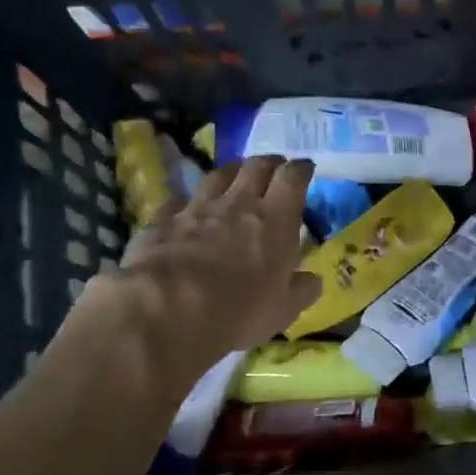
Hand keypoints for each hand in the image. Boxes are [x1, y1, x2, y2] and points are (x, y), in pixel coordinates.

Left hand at [66, 156, 321, 373]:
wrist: (168, 308)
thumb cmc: (239, 311)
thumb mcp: (283, 311)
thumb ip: (301, 291)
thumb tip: (312, 280)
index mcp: (275, 221)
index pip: (293, 178)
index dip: (301, 169)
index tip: (305, 168)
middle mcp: (238, 204)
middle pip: (256, 166)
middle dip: (269, 163)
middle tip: (274, 169)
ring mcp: (197, 208)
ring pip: (217, 176)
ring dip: (231, 174)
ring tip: (234, 180)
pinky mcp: (163, 220)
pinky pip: (178, 201)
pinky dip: (187, 202)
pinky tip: (186, 209)